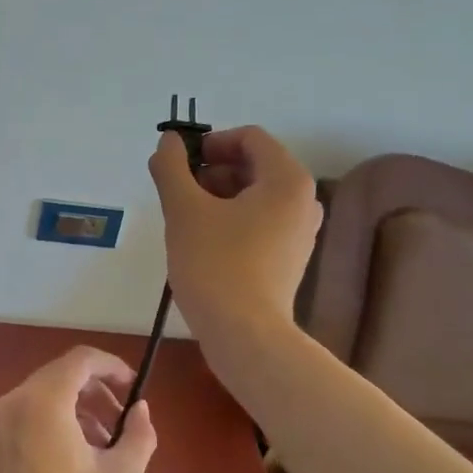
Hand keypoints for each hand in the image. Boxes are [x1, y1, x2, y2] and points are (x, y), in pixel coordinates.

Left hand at [0, 347, 158, 472]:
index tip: (134, 387)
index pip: (80, 360)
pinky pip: (28, 416)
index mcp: (44, 402)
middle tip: (124, 420)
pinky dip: (55, 422)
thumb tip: (141, 410)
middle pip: (60, 375)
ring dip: (78, 408)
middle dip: (96, 390)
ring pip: (44, 396)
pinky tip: (77, 458)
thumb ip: (138, 434)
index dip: (112, 366)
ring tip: (106, 445)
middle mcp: (14, 403)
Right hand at [149, 125, 322, 343]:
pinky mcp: (291, 257)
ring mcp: (301, 231)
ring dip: (218, 196)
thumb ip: (171, 167)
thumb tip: (168, 141)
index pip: (249, 137)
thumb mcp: (183, 209)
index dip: (210, 143)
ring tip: (186, 219)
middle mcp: (303, 199)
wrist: (244, 335)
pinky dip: (232, 220)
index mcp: (287, 179)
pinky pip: (261, 221)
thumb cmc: (215, 264)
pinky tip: (204, 242)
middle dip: (212, 171)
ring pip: (255, 195)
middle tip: (178, 193)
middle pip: (254, 164)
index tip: (180, 164)